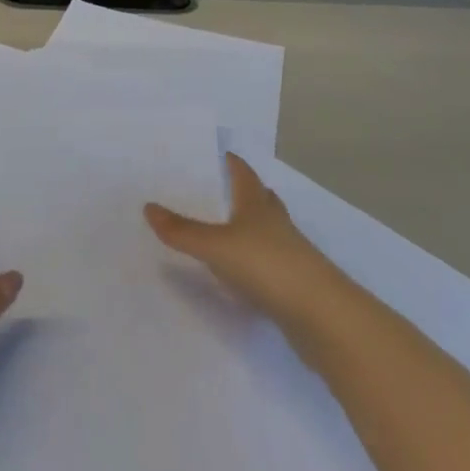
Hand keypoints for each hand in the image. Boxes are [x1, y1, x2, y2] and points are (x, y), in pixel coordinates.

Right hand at [146, 154, 332, 333]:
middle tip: (215, 188)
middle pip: (258, 198)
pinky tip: (239, 271)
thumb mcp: (215, 247)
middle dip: (240, 191)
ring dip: (248, 225)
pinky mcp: (293, 283)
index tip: (215, 154)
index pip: (242, 172)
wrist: (322, 316)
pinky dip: (253, 259)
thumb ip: (181, 231)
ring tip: (223, 227)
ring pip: (266, 230)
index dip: (230, 162)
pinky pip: (268, 261)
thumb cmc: (267, 266)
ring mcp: (288, 253)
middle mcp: (275, 221)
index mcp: (256, 203)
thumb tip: (148, 206)